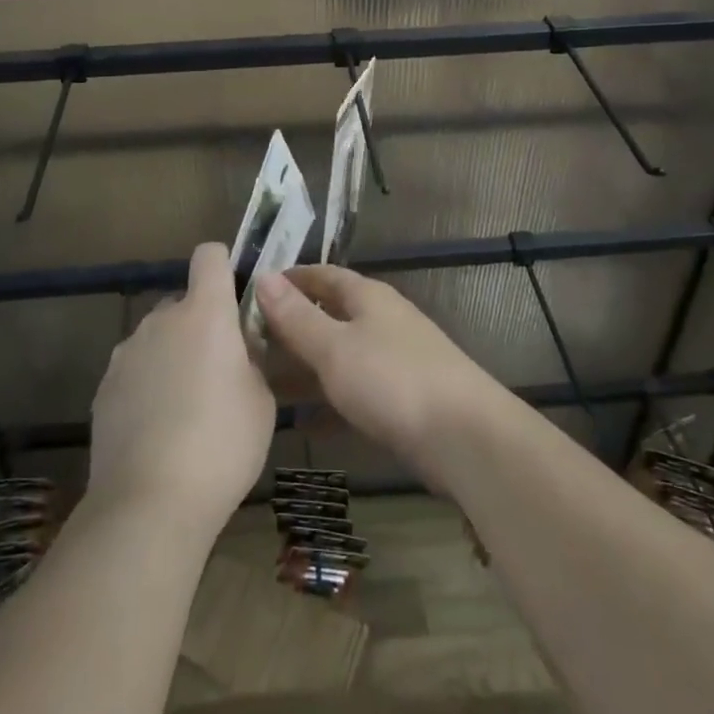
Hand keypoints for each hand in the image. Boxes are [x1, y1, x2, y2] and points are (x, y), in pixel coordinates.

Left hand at [87, 242, 275, 537]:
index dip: (224, 267)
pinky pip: (136, 371)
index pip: (209, 255)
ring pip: (158, 338)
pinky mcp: (104, 387)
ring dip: (173, 356)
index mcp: (205, 313)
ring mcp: (127, 352)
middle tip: (220, 372)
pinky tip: (158, 432)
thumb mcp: (262, 399)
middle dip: (201, 326)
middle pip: (184, 302)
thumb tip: (238, 351)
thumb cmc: (222, 444)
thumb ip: (250, 360)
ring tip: (186, 410)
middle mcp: (161, 319)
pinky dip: (148, 387)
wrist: (149, 504)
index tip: (235, 299)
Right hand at [254, 265, 506, 483]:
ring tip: (264, 381)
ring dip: (307, 365)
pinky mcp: (403, 399)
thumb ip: (297, 317)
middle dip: (293, 326)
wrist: (465, 438)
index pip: (322, 275)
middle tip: (249, 342)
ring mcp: (395, 359)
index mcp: (367, 297)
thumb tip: (263, 276)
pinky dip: (329, 401)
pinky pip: (355, 391)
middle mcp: (382, 320)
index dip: (290, 280)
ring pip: (341, 354)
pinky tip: (303, 423)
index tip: (253, 290)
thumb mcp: (334, 347)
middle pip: (331, 314)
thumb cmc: (392, 380)